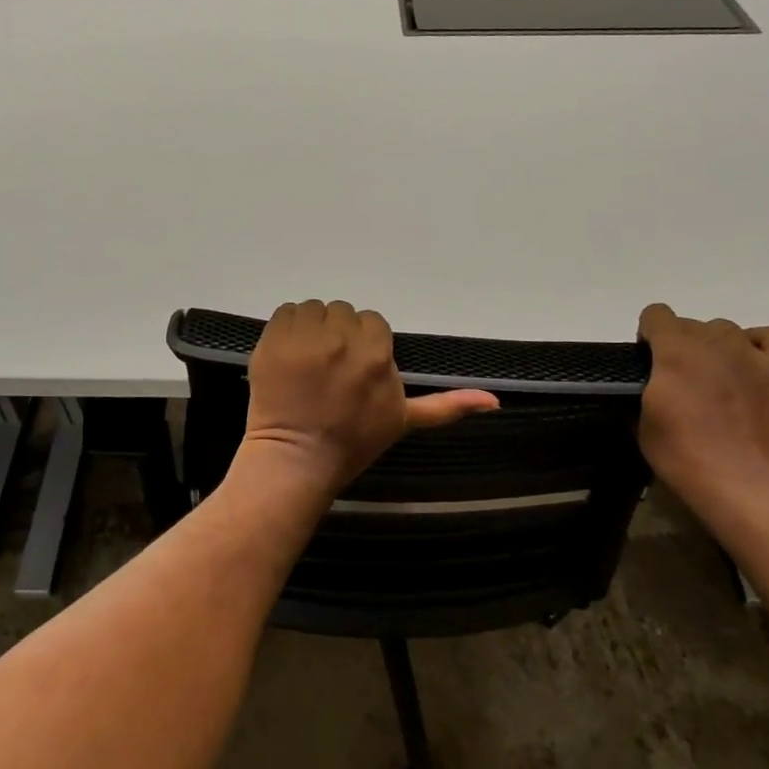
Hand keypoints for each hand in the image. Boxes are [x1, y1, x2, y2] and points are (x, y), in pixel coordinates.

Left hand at [237, 300, 498, 501]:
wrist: (296, 459)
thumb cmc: (353, 443)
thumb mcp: (403, 421)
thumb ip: (446, 405)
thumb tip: (495, 400)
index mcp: (376, 353)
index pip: (372, 322)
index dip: (363, 344)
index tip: (352, 369)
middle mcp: (341, 337)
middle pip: (343, 313)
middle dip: (338, 335)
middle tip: (328, 368)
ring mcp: (304, 337)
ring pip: (314, 309)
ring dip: (312, 329)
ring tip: (307, 362)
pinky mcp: (273, 339)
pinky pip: (286, 312)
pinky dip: (287, 329)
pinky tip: (289, 356)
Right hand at [635, 303, 768, 525]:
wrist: (747, 485)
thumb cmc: (685, 457)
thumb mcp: (642, 423)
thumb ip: (644, 389)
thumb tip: (649, 383)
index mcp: (673, 351)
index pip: (655, 314)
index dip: (648, 336)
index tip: (649, 363)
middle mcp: (712, 341)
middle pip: (690, 324)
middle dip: (680, 345)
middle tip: (681, 382)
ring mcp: (751, 352)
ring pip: (726, 329)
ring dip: (715, 347)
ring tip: (718, 379)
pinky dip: (759, 343)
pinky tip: (751, 364)